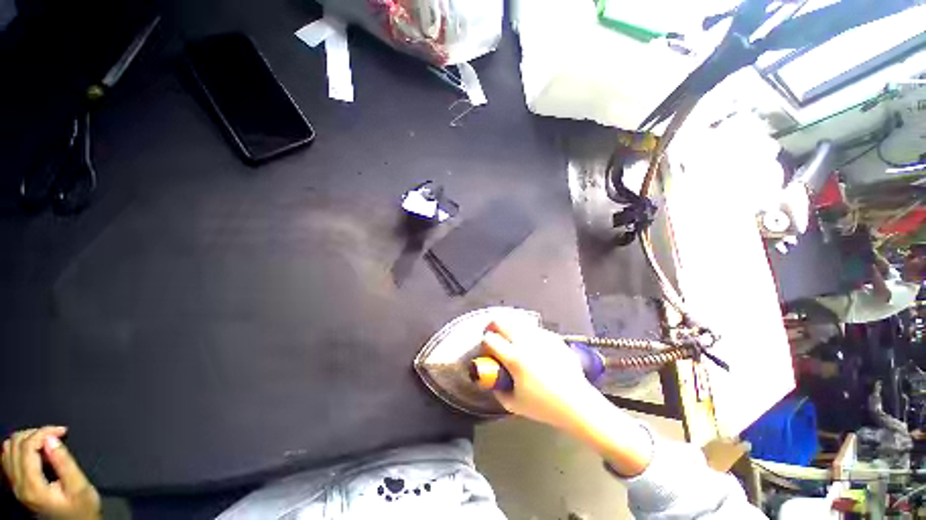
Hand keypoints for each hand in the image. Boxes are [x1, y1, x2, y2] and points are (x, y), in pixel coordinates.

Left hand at [2, 427, 100, 519]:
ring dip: (26, 438)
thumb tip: (51, 438)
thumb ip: (64, 463)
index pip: (27, 447)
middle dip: (34, 433)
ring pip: (7, 449)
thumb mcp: (80, 488)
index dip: (43, 433)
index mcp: (32, 486)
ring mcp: (14, 486)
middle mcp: (17, 485)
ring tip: (45, 440)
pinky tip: (35, 451)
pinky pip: (8, 458)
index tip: (62, 431)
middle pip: (14, 445)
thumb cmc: (82, 508)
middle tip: (54, 435)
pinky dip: (20, 447)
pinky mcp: (16, 485)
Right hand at [481, 320, 598, 429]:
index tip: (487, 349)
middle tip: (495, 335)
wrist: (577, 403)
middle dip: (494, 326)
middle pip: (502, 322)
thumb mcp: (514, 404)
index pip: (490, 339)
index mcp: (515, 358)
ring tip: (512, 339)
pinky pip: (535, 329)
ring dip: (511, 328)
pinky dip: (528, 334)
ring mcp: (541, 338)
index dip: (484, 343)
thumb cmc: (545, 406)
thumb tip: (491, 379)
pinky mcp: (553, 337)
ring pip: (518, 322)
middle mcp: (526, 343)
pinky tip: (532, 346)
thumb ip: (498, 390)